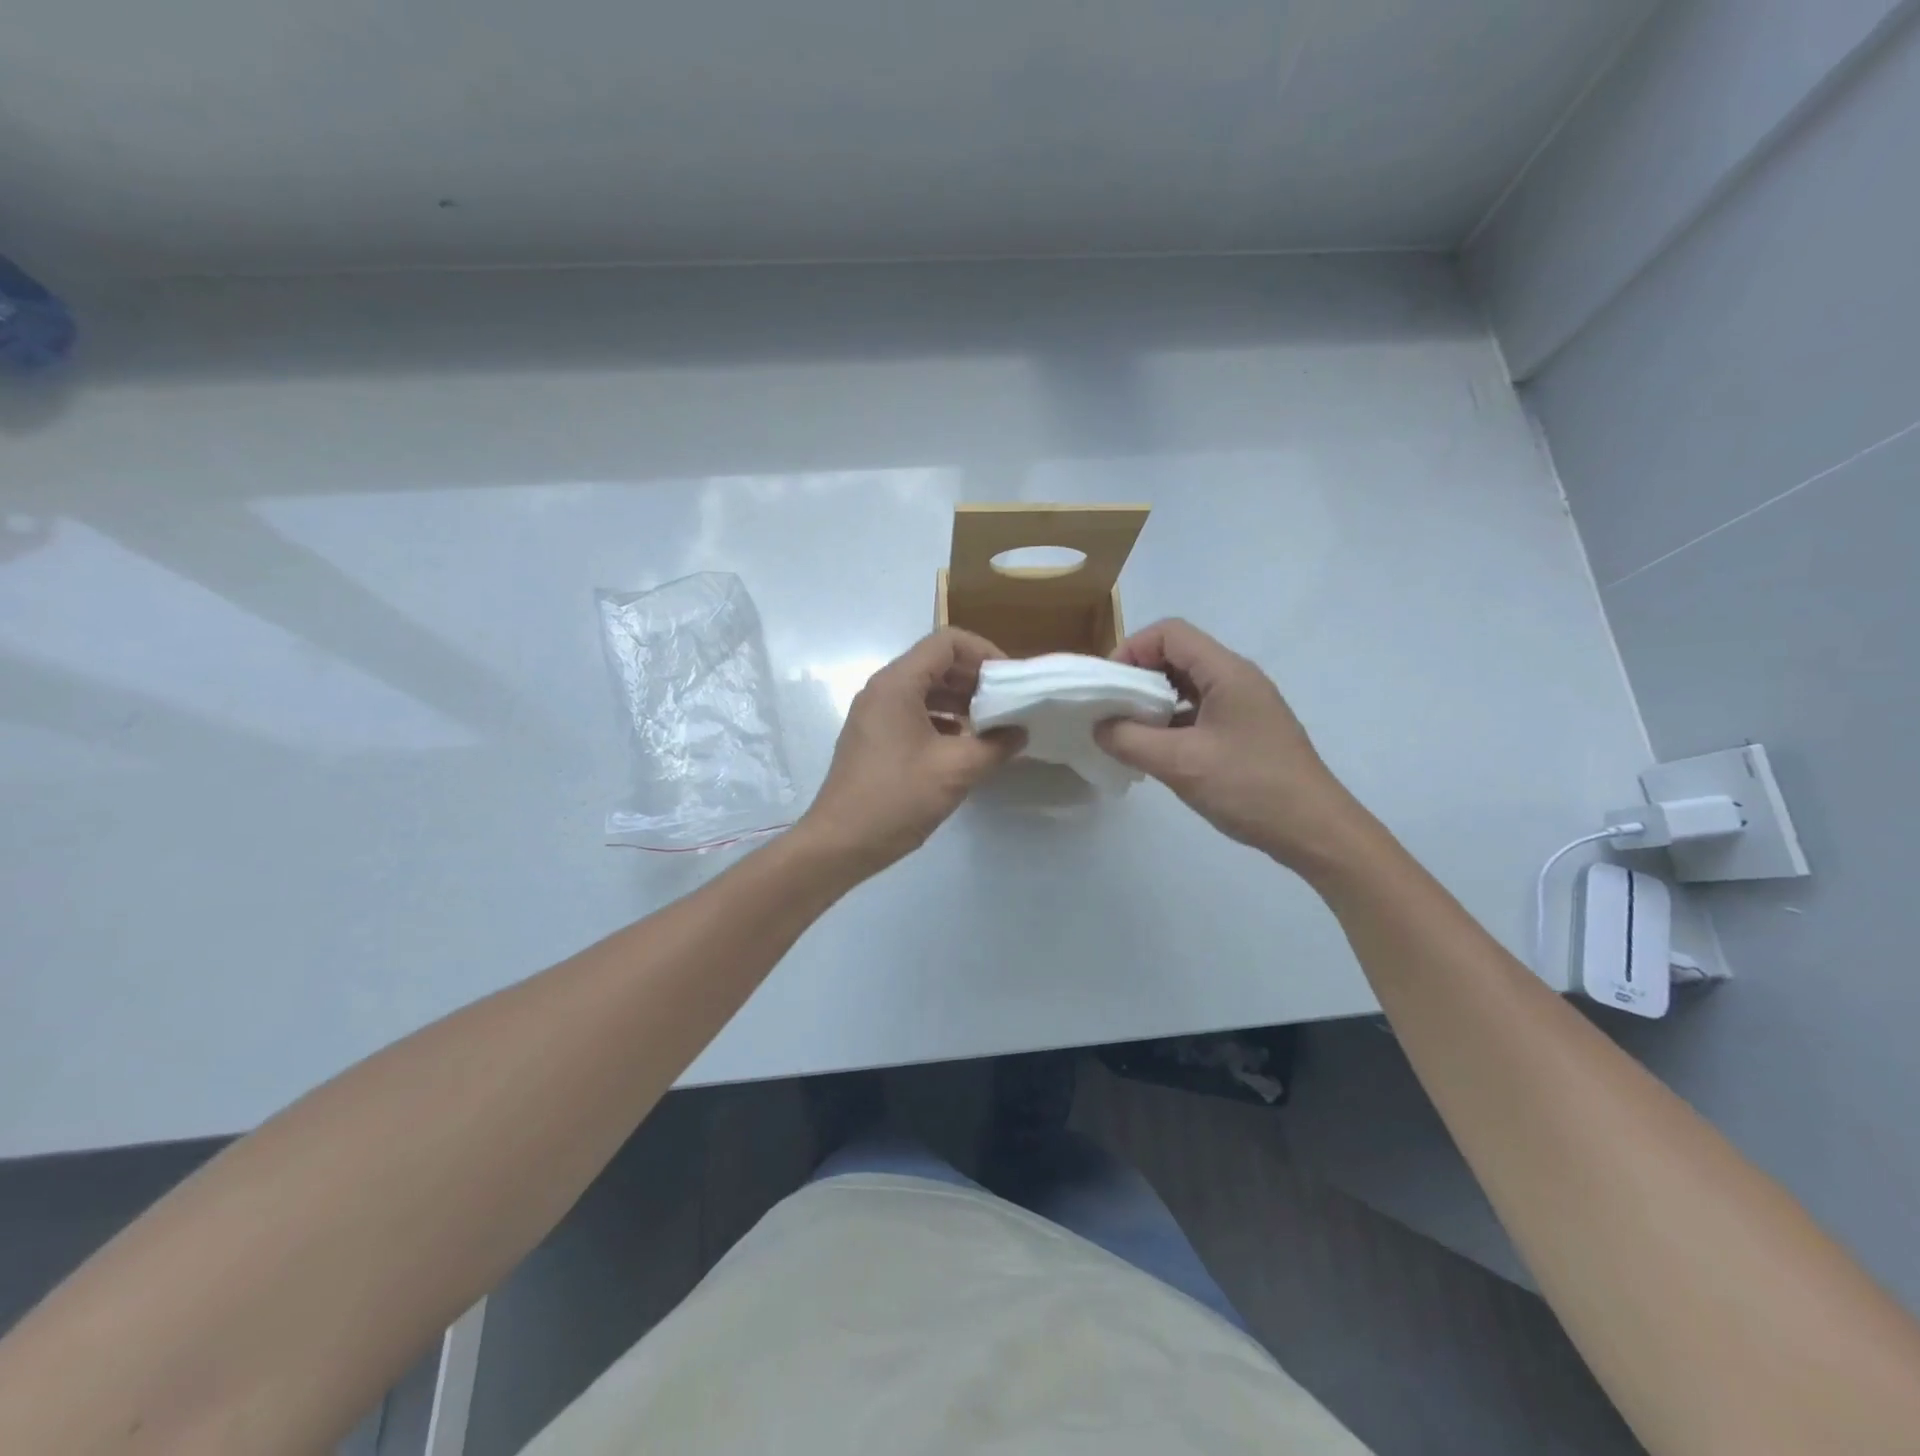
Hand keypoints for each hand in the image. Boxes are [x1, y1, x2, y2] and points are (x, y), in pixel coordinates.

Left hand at [799, 629, 1022, 875]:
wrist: (840, 843)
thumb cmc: (897, 798)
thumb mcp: (956, 770)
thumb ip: (996, 745)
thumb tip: (1020, 732)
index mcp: (897, 684)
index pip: (947, 641)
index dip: (984, 652)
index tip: (1010, 681)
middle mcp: (882, 690)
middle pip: (936, 663)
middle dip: (975, 678)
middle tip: (1008, 702)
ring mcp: (874, 714)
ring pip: (925, 689)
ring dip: (960, 700)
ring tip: (992, 724)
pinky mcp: (874, 738)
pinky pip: (913, 712)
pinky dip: (942, 719)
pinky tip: (964, 744)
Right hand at [1094, 619, 1367, 873]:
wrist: (1314, 831)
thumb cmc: (1249, 788)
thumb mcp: (1180, 763)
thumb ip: (1129, 740)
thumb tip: (1098, 727)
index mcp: (1227, 672)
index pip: (1170, 633)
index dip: (1132, 650)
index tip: (1108, 687)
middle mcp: (1237, 679)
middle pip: (1177, 655)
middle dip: (1138, 676)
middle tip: (1111, 709)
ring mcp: (1244, 706)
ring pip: (1187, 685)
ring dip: (1153, 702)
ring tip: (1127, 732)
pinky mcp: (1245, 731)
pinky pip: (1199, 711)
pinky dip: (1171, 722)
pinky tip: (1156, 751)